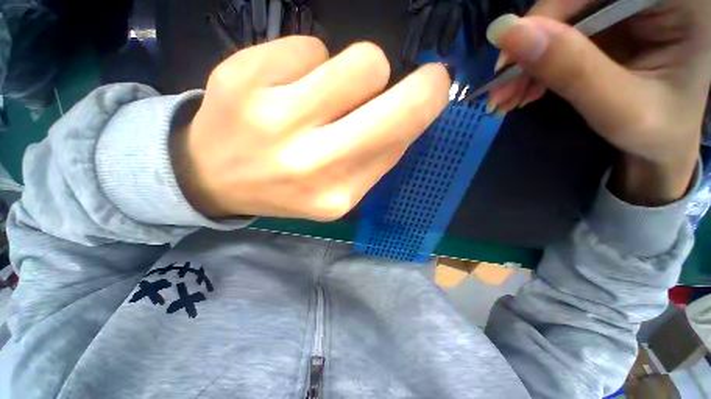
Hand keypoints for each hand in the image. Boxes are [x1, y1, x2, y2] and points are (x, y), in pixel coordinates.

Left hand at [170, 37, 449, 219]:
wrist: (215, 178)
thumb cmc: (287, 185)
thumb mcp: (338, 189)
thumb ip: (377, 156)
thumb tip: (413, 109)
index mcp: (336, 194)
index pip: (398, 139)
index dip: (425, 106)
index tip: (434, 89)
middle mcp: (308, 163)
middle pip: (388, 99)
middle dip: (417, 84)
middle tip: (423, 79)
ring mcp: (272, 119)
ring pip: (358, 61)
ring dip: (357, 72)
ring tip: (332, 96)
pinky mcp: (242, 78)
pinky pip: (310, 46)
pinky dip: (308, 63)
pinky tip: (286, 89)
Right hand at [485, 0, 710, 204]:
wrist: (662, 146)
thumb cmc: (656, 135)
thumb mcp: (620, 110)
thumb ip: (572, 69)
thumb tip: (506, 32)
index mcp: (678, 2)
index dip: (546, 18)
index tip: (506, 65)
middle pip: (573, 2)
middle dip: (530, 46)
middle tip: (499, 90)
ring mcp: (626, 7)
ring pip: (560, 19)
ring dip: (526, 60)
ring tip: (505, 98)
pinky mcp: (607, 23)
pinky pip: (559, 34)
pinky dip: (535, 64)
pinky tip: (522, 89)